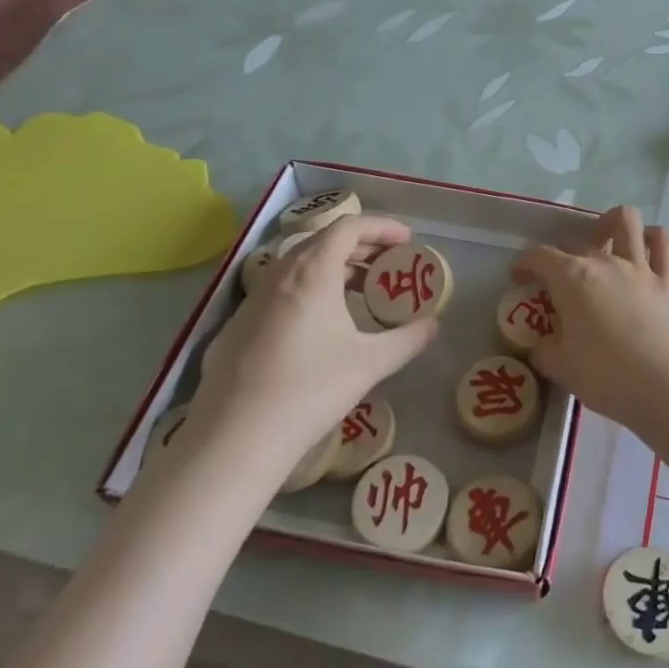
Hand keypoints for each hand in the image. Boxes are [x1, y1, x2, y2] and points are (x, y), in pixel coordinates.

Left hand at [187, 216, 438, 481]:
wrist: (235, 440)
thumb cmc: (310, 390)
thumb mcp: (370, 363)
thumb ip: (408, 339)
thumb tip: (434, 326)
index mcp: (312, 272)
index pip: (348, 228)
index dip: (381, 227)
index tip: (406, 240)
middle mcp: (278, 275)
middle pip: (322, 241)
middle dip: (360, 246)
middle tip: (388, 264)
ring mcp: (252, 301)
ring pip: (297, 266)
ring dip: (333, 268)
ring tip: (360, 292)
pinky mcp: (235, 327)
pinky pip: (278, 292)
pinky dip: (307, 291)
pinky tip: (319, 327)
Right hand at [511, 206, 668, 435]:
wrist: (666, 385)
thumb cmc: (606, 375)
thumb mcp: (561, 368)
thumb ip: (545, 351)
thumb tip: (542, 346)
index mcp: (571, 278)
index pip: (538, 256)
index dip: (524, 264)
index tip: (519, 279)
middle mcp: (604, 262)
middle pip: (575, 242)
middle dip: (560, 255)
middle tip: (558, 280)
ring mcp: (639, 267)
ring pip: (625, 221)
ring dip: (610, 224)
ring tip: (604, 241)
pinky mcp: (668, 280)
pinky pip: (663, 243)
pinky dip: (652, 238)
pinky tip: (645, 247)